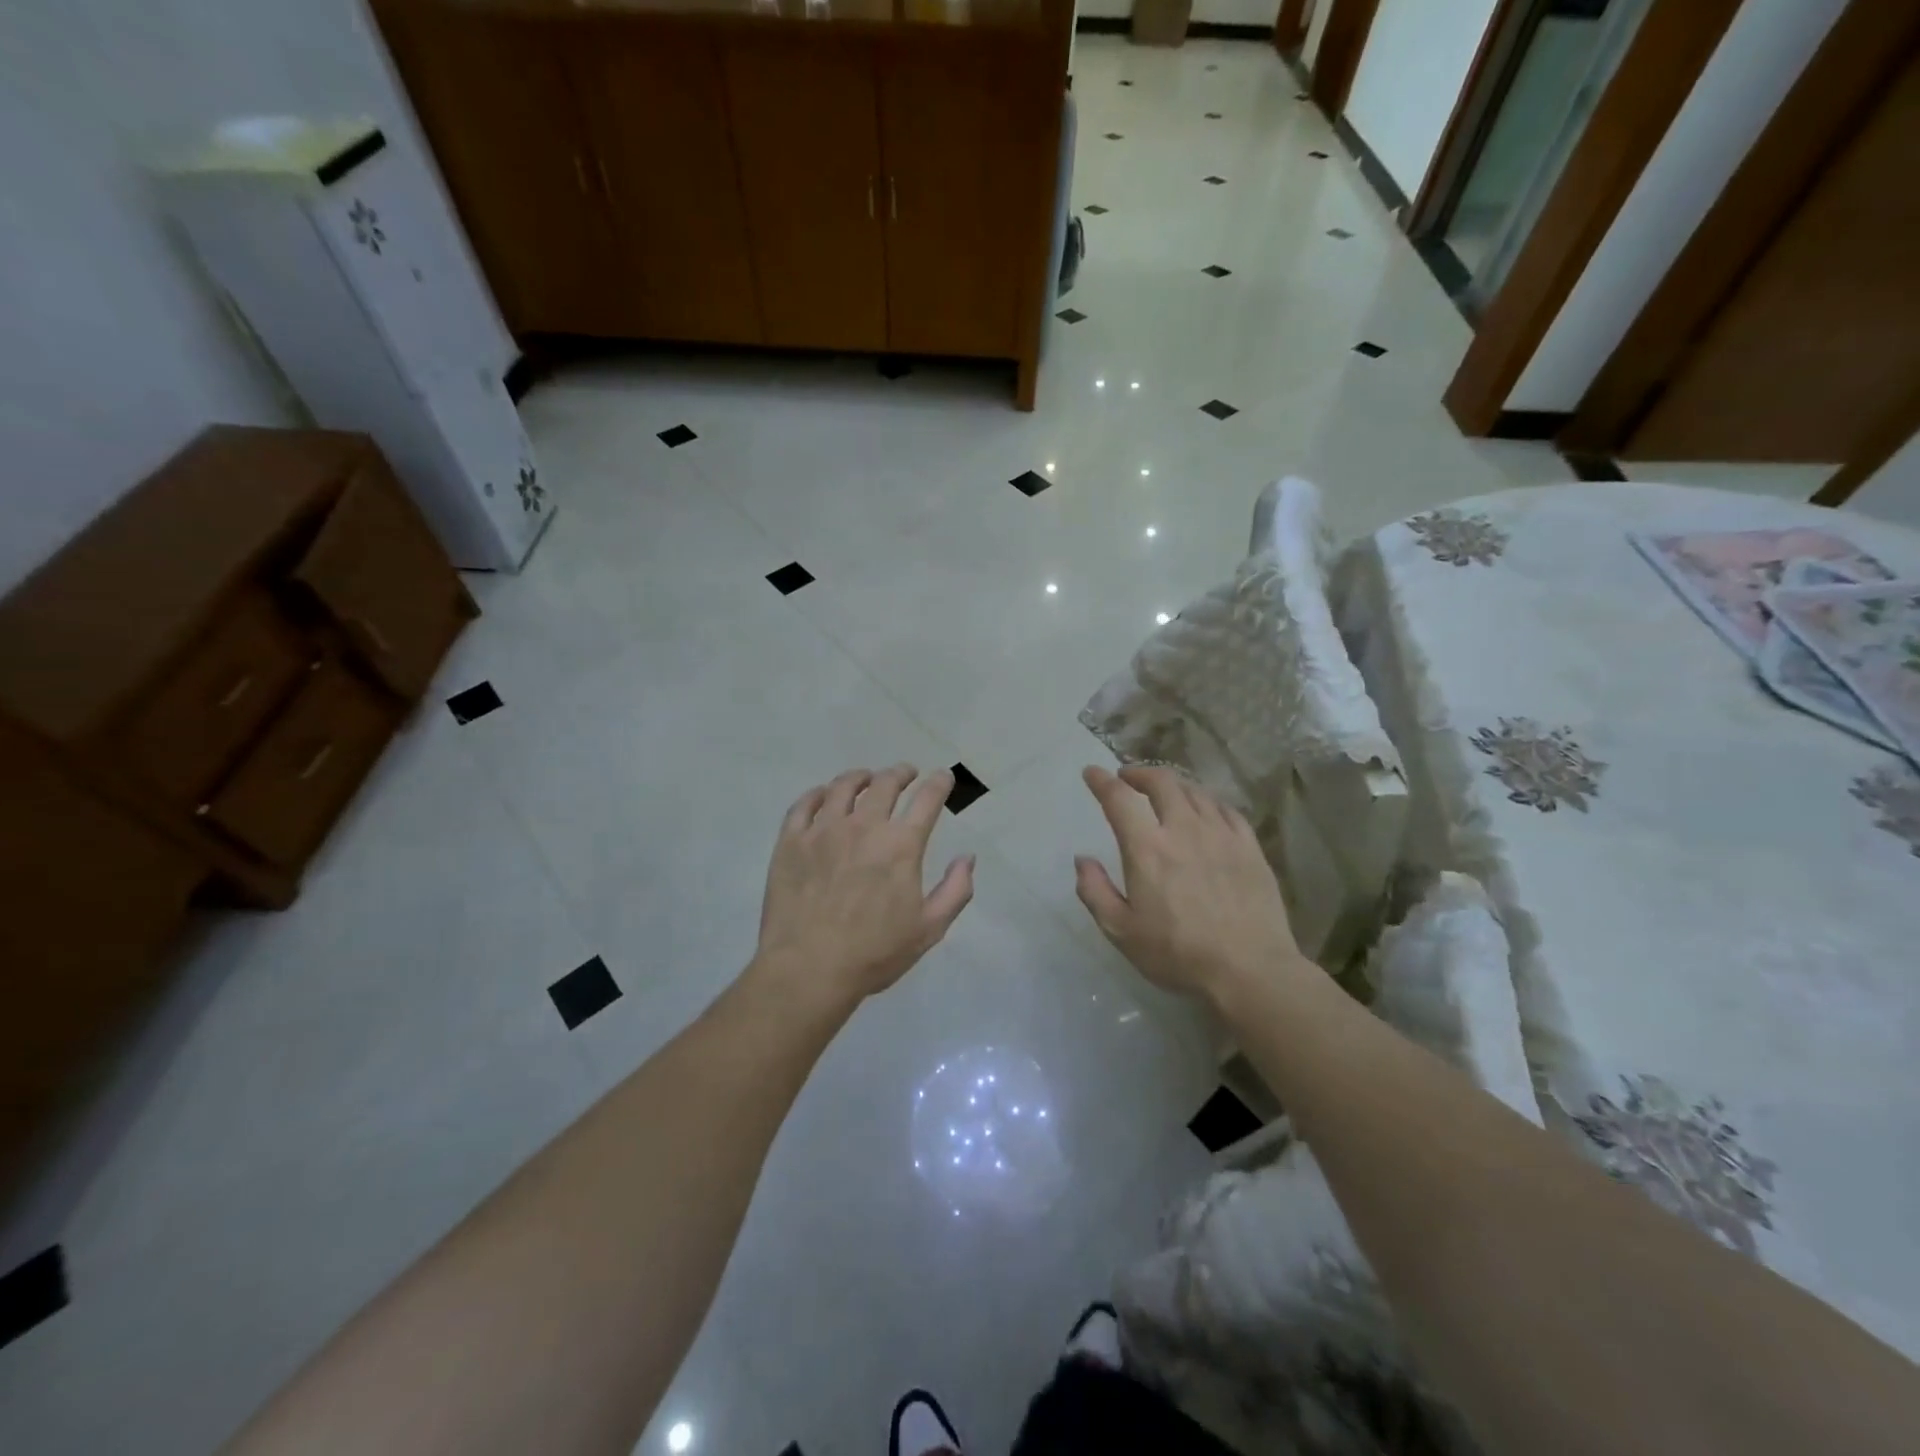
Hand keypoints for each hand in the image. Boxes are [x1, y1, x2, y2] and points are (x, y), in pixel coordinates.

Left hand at [753, 765, 974, 1007]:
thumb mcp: (929, 929)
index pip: (927, 799)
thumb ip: (955, 890)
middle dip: (900, 773)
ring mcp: (823, 830)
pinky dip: (817, 794)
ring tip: (865, 778)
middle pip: (885, 784)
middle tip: (905, 773)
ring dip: (860, 777)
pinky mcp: (791, 841)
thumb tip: (967, 857)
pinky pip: (804, 805)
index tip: (942, 777)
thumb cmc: (874, 953)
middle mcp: (863, 826)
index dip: (939, 783)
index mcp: (901, 845)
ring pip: (843, 787)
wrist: (808, 969)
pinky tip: (823, 795)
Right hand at [1074, 765, 1305, 1003]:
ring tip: (1164, 792)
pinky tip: (1205, 810)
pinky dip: (1206, 801)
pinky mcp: (1249, 846)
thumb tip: (1082, 860)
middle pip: (1161, 782)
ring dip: (1173, 785)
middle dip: (1140, 773)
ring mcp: (1221, 834)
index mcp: (1147, 848)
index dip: (1102, 781)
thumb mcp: (1121, 931)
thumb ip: (1095, 891)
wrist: (1250, 970)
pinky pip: (1225, 809)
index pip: (1119, 799)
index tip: (1092, 772)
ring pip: (1194, 791)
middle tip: (1128, 778)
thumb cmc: (1178, 953)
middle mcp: (1183, 829)